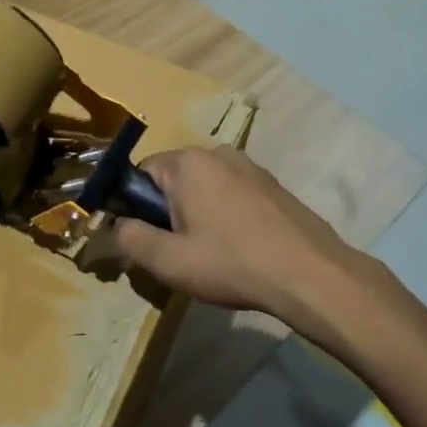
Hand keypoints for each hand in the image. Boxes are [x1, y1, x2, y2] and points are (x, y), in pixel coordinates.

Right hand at [113, 146, 376, 352]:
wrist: (309, 273)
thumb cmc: (231, 262)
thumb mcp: (168, 261)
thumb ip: (130, 239)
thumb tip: (117, 225)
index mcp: (187, 162)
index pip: (141, 174)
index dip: (136, 208)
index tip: (147, 240)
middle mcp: (217, 152)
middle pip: (174, 180)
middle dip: (168, 213)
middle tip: (178, 253)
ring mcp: (249, 166)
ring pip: (205, 188)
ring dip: (198, 215)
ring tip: (210, 255)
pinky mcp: (272, 184)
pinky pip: (232, 195)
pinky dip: (226, 216)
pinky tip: (238, 249)